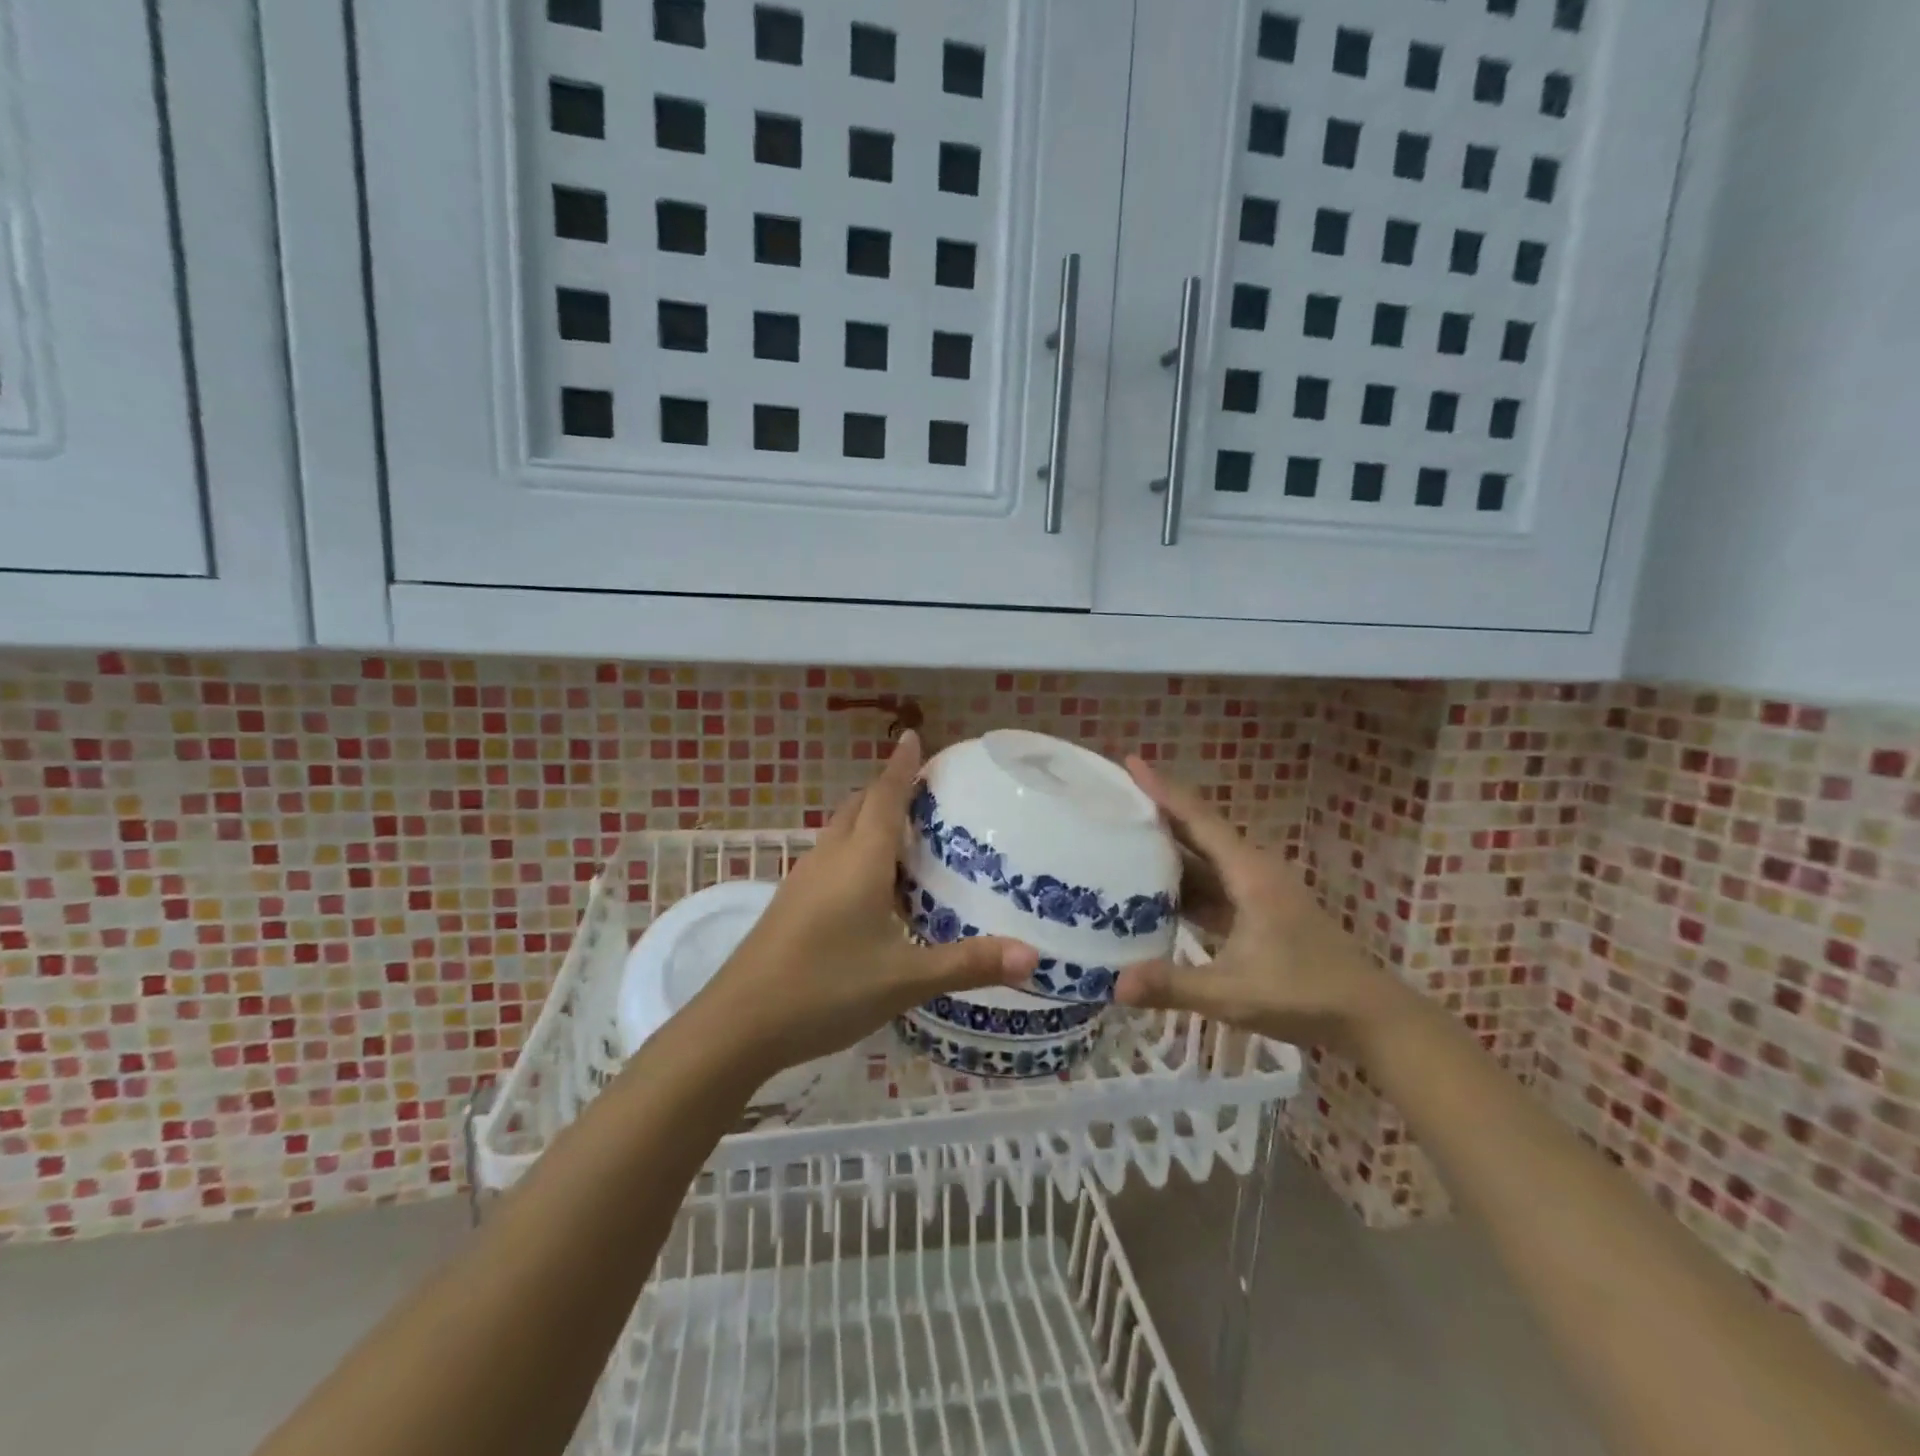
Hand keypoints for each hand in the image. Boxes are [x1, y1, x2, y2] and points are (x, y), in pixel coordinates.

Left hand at [689, 731, 1038, 1079]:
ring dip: (868, 819)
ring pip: (840, 831)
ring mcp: (803, 880)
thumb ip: (968, 965)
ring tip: (905, 833)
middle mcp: (829, 858)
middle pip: (859, 806)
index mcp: (859, 860)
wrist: (738, 1025)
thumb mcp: (904, 979)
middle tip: (925, 792)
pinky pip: (829, 858)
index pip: (885, 796)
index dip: (902, 766)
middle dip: (888, 789)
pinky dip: (853, 850)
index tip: (915, 736)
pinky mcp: (790, 904)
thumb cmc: (826, 988)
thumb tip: (1033, 958)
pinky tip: (869, 886)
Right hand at [1114, 758, 1409, 1049]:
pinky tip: (1149, 891)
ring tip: (1119, 837)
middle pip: (1197, 831)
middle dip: (1157, 812)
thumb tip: (1114, 985)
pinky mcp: (1255, 912)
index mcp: (1248, 873)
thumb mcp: (1234, 993)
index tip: (1131, 762)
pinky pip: (1209, 886)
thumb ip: (1174, 986)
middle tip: (1111, 798)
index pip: (1198, 819)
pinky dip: (1179, 883)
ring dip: (1166, 849)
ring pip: (1202, 860)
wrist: (1368, 1017)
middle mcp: (1251, 871)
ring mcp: (1255, 892)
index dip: (1163, 789)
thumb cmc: (1305, 995)